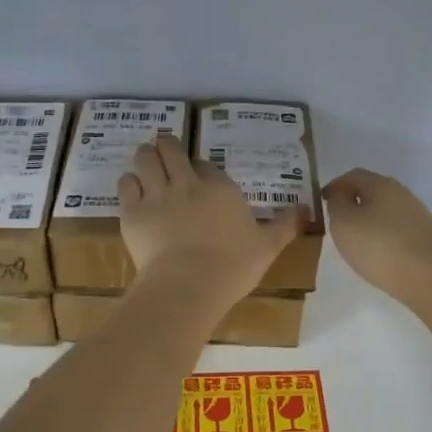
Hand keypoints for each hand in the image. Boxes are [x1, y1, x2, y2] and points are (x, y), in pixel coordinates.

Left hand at [119, 135, 304, 307]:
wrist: (187, 285)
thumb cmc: (232, 267)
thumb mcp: (267, 247)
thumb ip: (285, 225)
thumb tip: (306, 208)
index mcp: (220, 188)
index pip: (208, 165)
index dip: (202, 169)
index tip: (201, 178)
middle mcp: (187, 183)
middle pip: (171, 150)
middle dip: (167, 146)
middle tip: (166, 150)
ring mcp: (156, 195)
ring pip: (145, 158)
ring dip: (145, 156)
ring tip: (146, 160)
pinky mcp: (132, 212)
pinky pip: (125, 184)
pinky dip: (128, 182)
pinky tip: (132, 188)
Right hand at [322, 169, 431, 308]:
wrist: (430, 277)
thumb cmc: (379, 245)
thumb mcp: (344, 222)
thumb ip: (337, 204)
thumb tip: (340, 194)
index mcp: (381, 184)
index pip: (353, 175)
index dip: (335, 186)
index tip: (322, 202)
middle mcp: (402, 194)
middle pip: (372, 192)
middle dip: (353, 203)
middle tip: (336, 221)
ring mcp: (417, 216)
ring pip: (385, 212)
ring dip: (368, 221)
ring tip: (354, 241)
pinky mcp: (425, 238)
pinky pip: (396, 230)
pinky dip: (382, 236)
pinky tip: (377, 254)